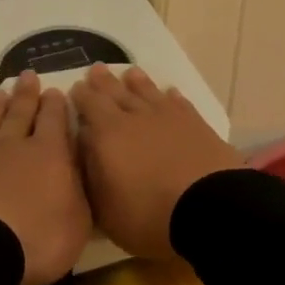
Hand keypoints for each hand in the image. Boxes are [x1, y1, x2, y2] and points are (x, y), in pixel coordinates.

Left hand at [0, 70, 90, 284]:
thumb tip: (77, 167)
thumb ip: (78, 190)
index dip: (55, 105)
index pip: (54, 121)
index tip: (54, 90)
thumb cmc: (36, 240)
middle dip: (26, 95)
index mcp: (47, 155)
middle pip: (20, 114)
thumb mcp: (77, 222)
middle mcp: (11, 147)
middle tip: (27, 75)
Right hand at [71, 64, 246, 259]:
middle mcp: (135, 117)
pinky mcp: (195, 123)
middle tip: (96, 69)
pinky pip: (178, 102)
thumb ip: (91, 177)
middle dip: (103, 82)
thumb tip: (85, 149)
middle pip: (116, 92)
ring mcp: (168, 117)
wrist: (209, 208)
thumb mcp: (106, 210)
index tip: (75, 87)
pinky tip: (169, 92)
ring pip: (147, 92)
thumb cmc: (149, 215)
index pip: (90, 105)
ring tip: (130, 72)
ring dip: (137, 82)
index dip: (81, 95)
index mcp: (108, 134)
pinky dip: (171, 96)